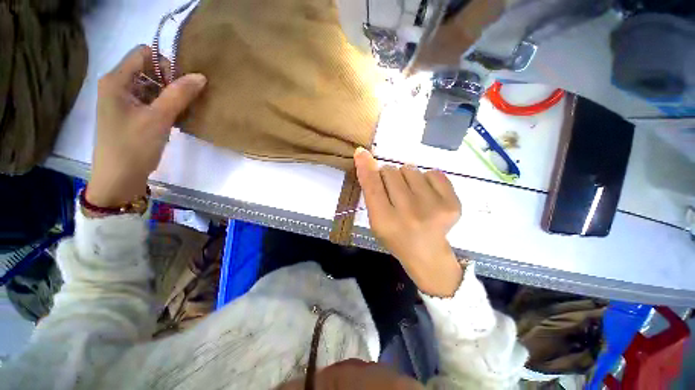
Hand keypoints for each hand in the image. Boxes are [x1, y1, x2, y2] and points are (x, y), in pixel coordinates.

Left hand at [88, 44, 206, 207]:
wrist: (118, 180)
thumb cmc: (133, 147)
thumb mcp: (158, 119)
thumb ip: (179, 95)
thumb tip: (200, 77)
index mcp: (116, 80)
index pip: (144, 54)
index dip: (165, 64)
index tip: (179, 86)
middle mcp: (117, 86)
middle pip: (148, 69)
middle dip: (170, 82)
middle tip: (183, 102)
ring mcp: (123, 102)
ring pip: (152, 87)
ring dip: (170, 96)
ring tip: (180, 113)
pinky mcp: (130, 115)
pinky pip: (151, 101)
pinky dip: (165, 107)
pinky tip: (174, 120)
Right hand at [354, 148, 463, 296]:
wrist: (427, 254)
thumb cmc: (395, 237)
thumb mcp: (376, 220)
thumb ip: (371, 192)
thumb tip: (366, 158)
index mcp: (386, 222)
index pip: (373, 187)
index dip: (366, 168)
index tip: (362, 152)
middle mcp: (410, 213)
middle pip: (391, 172)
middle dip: (388, 176)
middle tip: (394, 192)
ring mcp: (434, 207)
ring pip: (410, 169)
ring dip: (407, 178)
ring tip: (411, 195)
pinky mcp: (453, 203)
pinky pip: (433, 173)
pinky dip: (426, 180)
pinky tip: (427, 195)